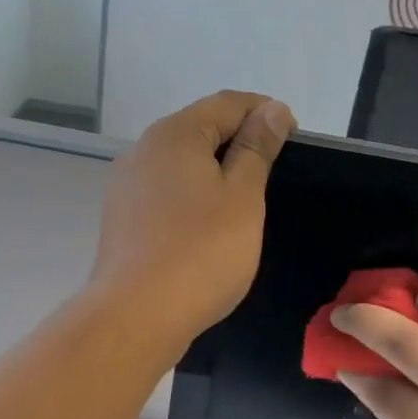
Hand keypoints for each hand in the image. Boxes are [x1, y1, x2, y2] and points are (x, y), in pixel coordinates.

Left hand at [91, 91, 295, 359]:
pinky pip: (166, 196)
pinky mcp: (123, 222)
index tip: (294, 138)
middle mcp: (143, 151)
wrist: (137, 315)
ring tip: (245, 203)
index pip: (228, 103)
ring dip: (215, 174)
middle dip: (240, 142)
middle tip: (274, 173)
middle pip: (200, 131)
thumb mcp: (243, 197)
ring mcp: (127, 188)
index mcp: (175, 134)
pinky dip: (193, 200)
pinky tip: (208, 228)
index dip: (266, 113)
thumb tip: (272, 110)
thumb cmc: (201, 252)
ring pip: (181, 166)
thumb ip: (257, 149)